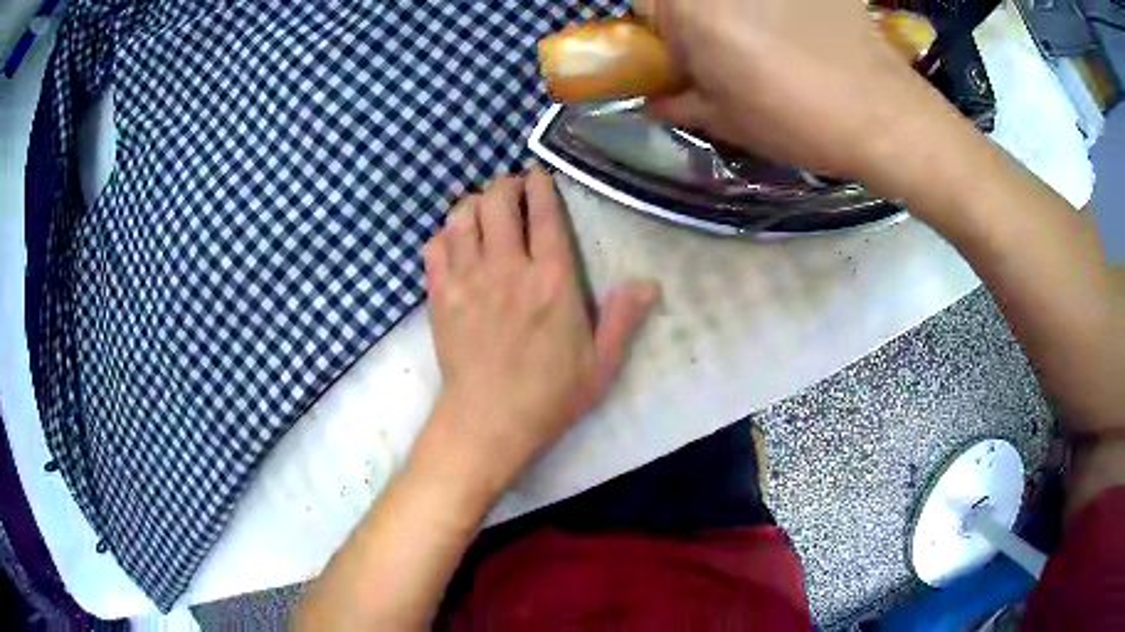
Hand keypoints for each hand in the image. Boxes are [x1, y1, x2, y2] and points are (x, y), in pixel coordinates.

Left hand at [420, 167, 659, 484]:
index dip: (540, 185)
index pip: (544, 213)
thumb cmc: (549, 396)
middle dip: (505, 185)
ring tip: (485, 213)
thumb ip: (624, 319)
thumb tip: (650, 283)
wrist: (488, 421)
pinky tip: (456, 244)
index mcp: (552, 280)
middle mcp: (507, 268)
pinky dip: (445, 235)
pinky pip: (435, 246)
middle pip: (497, 200)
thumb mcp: (600, 364)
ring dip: (474, 205)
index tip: (538, 175)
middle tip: (512, 192)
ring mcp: (467, 279)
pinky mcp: (439, 295)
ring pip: (463, 215)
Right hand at [633, 0, 959, 181]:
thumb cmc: (798, 121)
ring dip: (735, 13)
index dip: (655, 31)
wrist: (884, 115)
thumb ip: (676, 101)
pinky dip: (777, 9)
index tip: (678, 55)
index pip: (641, 4)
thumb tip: (653, 97)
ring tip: (767, 40)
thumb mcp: (725, 121)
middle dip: (692, 18)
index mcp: (691, 9)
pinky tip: (799, 28)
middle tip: (722, 50)